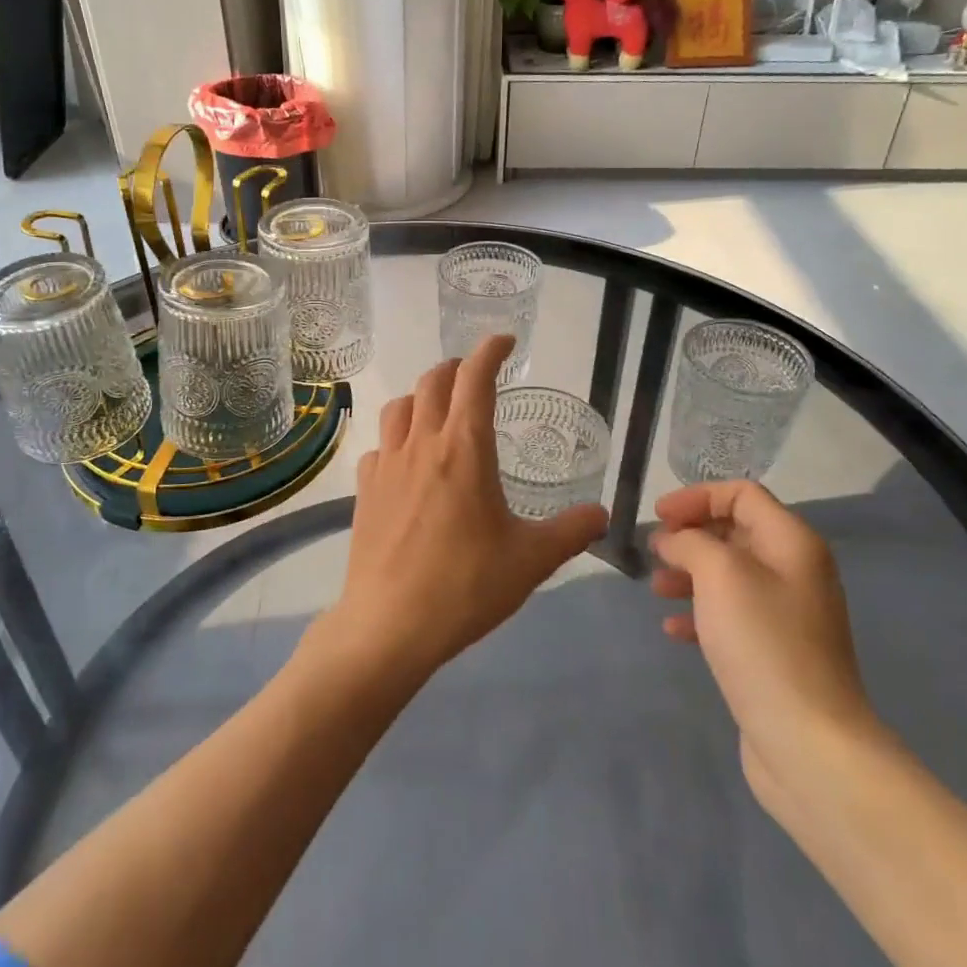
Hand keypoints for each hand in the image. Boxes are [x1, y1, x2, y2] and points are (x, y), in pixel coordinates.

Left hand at [329, 335, 608, 681]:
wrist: (389, 625)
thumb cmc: (466, 586)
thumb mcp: (531, 560)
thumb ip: (571, 531)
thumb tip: (602, 516)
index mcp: (464, 449)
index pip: (475, 379)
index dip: (489, 351)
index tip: (504, 341)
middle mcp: (422, 444)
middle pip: (433, 382)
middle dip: (456, 367)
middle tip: (474, 373)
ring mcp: (387, 465)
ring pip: (400, 406)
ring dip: (422, 395)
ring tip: (438, 408)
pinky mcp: (364, 490)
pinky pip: (379, 445)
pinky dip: (396, 437)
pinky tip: (406, 460)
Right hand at [652, 481, 882, 813]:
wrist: (808, 742)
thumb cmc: (763, 642)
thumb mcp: (719, 573)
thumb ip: (690, 541)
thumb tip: (673, 540)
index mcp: (792, 543)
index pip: (741, 494)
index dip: (696, 497)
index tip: (658, 517)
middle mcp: (795, 571)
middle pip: (735, 532)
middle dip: (690, 536)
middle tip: (654, 552)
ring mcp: (787, 614)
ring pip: (729, 575)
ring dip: (689, 574)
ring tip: (657, 588)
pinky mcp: (774, 651)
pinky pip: (731, 615)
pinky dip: (700, 612)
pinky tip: (674, 629)